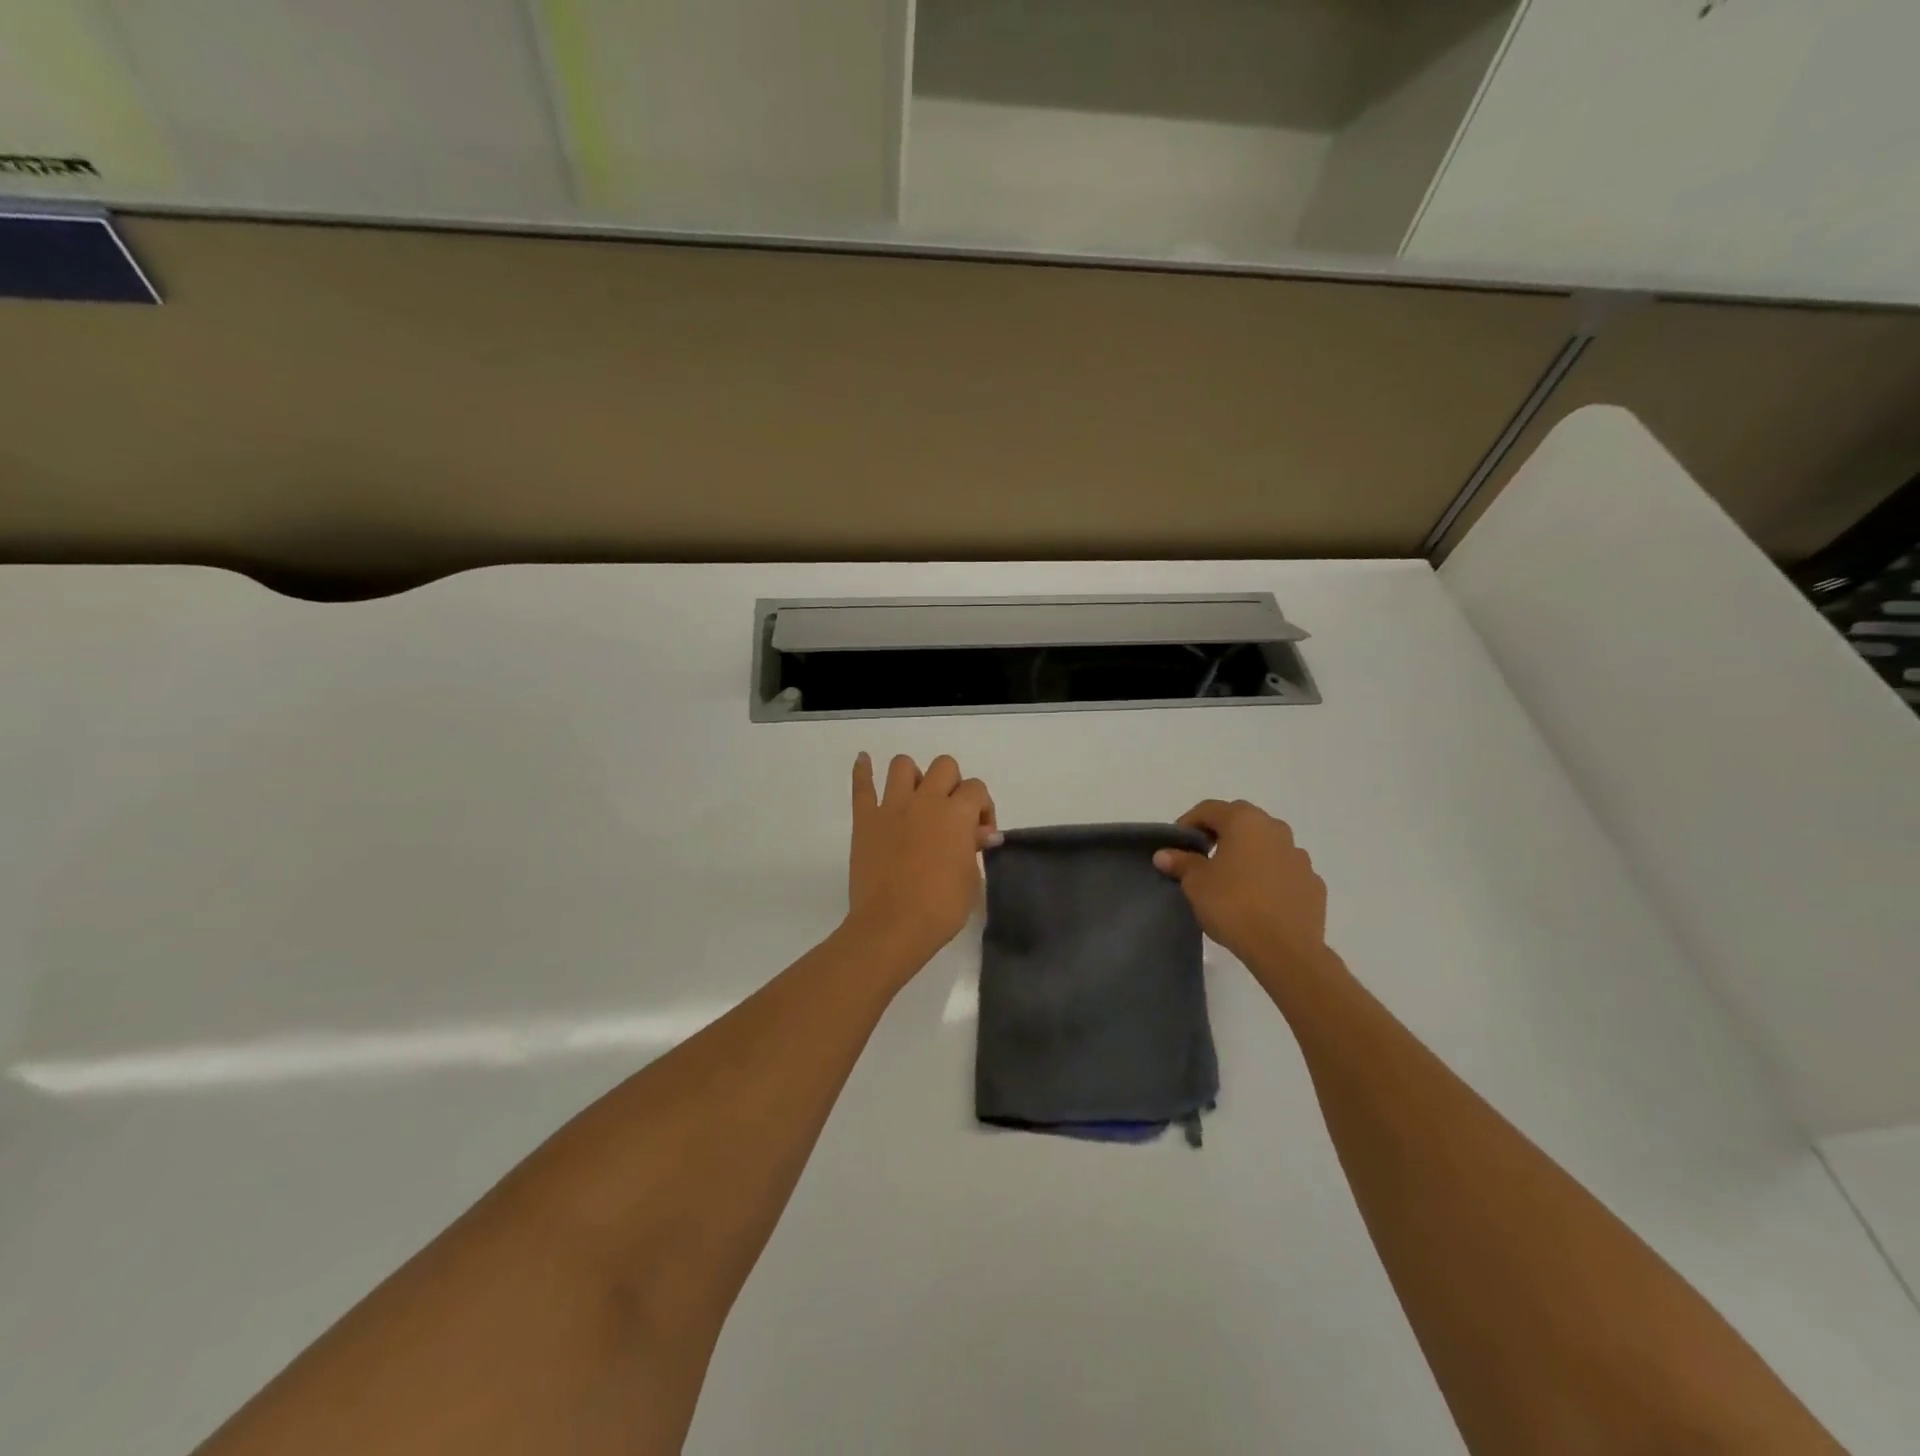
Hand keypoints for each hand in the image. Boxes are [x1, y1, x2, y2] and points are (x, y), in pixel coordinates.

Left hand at [846, 753, 998, 969]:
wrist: (893, 926)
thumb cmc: (941, 908)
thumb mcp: (971, 879)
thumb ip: (974, 848)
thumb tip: (980, 834)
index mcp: (956, 813)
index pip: (976, 789)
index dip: (982, 808)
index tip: (980, 834)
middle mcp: (926, 800)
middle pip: (944, 766)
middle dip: (953, 785)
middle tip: (951, 814)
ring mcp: (892, 807)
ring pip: (903, 766)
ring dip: (914, 776)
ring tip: (916, 798)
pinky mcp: (865, 819)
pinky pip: (861, 786)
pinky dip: (862, 770)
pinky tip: (864, 760)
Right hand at [1154, 800, 1326, 973]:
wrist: (1285, 949)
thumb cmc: (1233, 905)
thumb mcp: (1196, 883)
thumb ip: (1181, 863)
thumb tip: (1164, 854)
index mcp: (1244, 821)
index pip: (1209, 809)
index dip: (1188, 823)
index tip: (1177, 845)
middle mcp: (1276, 829)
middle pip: (1241, 821)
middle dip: (1221, 834)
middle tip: (1202, 857)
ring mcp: (1299, 856)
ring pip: (1267, 845)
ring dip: (1249, 855)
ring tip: (1232, 880)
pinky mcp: (1313, 884)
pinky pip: (1284, 871)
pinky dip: (1270, 877)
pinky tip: (1259, 899)